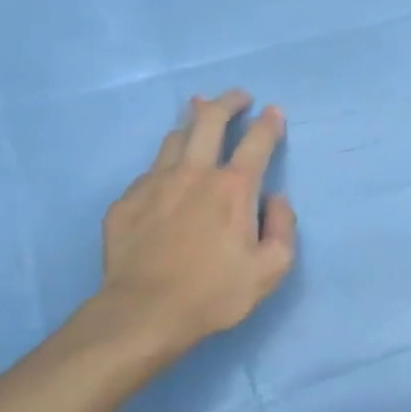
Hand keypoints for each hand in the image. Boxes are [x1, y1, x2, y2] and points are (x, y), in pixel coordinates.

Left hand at [91, 90, 297, 367]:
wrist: (144, 314)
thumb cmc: (215, 293)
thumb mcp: (272, 269)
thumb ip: (283, 227)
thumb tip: (276, 199)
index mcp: (234, 188)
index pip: (257, 141)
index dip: (270, 123)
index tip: (274, 112)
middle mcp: (195, 174)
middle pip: (209, 120)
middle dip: (228, 102)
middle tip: (239, 97)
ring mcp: (154, 184)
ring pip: (175, 138)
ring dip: (192, 123)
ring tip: (199, 116)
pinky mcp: (126, 202)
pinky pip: (150, 171)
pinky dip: (166, 165)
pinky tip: (167, 176)